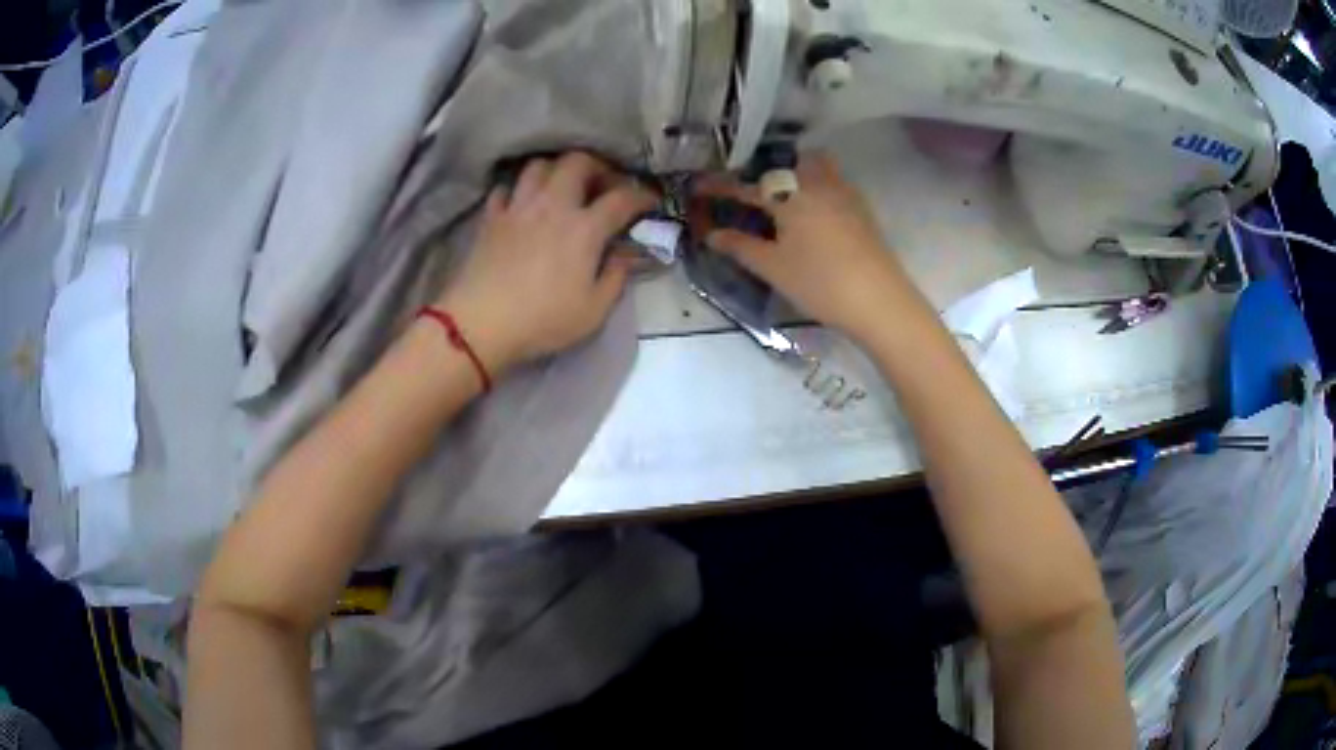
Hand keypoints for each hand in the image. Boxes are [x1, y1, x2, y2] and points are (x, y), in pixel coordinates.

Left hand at [438, 152, 656, 374]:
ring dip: (557, 171)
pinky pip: (506, 188)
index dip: (642, 196)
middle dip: (597, 167)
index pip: (621, 198)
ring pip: (539, 166)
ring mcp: (518, 208)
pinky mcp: (492, 218)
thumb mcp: (594, 310)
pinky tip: (524, 204)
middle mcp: (553, 206)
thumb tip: (628, 253)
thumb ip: (617, 276)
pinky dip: (518, 190)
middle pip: (577, 162)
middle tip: (604, 185)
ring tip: (564, 188)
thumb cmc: (543, 321)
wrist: (481, 324)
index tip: (652, 201)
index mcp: (584, 228)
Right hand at [692, 154, 912, 343]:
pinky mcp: (861, 209)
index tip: (699, 185)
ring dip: (794, 171)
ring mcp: (844, 193)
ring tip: (780, 192)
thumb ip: (741, 247)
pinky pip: (833, 182)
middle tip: (748, 185)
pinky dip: (816, 184)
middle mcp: (817, 183)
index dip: (721, 186)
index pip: (748, 185)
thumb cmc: (821, 284)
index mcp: (791, 194)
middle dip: (764, 168)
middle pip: (787, 162)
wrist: (880, 301)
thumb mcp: (774, 268)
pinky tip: (812, 208)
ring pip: (816, 166)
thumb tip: (712, 234)